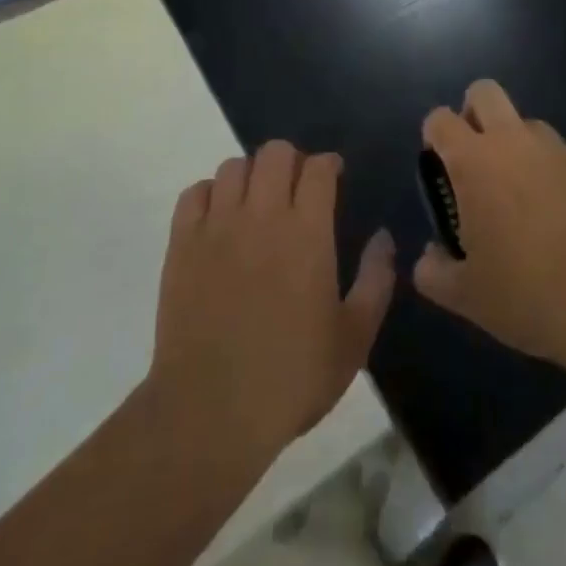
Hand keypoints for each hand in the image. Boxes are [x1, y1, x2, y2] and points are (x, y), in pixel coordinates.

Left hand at [150, 142, 395, 465]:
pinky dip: (211, 195)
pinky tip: (220, 220)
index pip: (318, 167)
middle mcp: (262, 216)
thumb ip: (375, 281)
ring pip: (234, 166)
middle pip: (275, 153)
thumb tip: (383, 238)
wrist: (210, 412)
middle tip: (297, 190)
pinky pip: (195, 193)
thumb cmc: (291, 377)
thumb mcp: (353, 339)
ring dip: (252, 176)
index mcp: (307, 232)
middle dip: (292, 161)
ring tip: (257, 204)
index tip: (334, 179)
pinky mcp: (182, 245)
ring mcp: (217, 227)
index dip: (329, 165)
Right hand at [413, 81, 565, 367]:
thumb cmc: (527, 292)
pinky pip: (564, 157)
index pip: (440, 119)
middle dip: (473, 112)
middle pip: (485, 92)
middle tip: (476, 159)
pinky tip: (565, 220)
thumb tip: (430, 258)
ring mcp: (559, 149)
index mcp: (474, 162)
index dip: (435, 135)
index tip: (439, 165)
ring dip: (518, 146)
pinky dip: (555, 176)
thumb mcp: (466, 296)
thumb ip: (434, 272)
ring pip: (528, 124)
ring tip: (524, 198)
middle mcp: (514, 142)